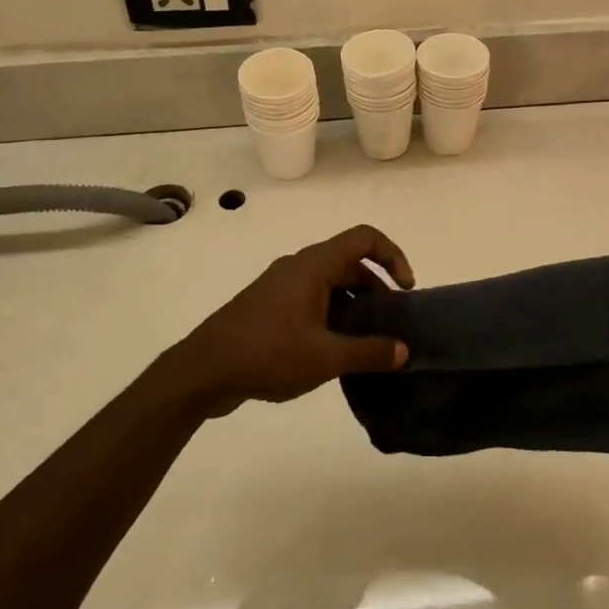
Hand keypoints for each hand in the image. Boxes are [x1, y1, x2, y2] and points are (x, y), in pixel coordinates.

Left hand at [166, 224, 416, 416]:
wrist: (203, 370)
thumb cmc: (267, 352)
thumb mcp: (325, 357)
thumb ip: (369, 352)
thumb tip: (404, 350)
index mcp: (313, 265)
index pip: (364, 238)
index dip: (393, 255)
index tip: (405, 290)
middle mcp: (298, 267)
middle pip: (349, 262)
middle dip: (376, 288)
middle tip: (390, 324)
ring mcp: (281, 286)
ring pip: (330, 283)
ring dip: (354, 305)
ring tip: (367, 342)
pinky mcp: (269, 307)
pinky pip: (312, 300)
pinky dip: (332, 315)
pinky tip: (334, 352)